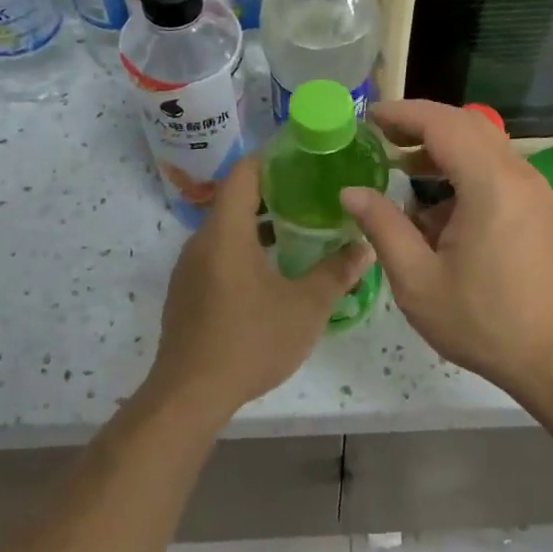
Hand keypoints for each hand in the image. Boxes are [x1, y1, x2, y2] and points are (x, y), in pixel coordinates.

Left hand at [145, 152, 374, 419]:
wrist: (190, 395)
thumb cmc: (250, 341)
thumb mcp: (305, 307)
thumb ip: (337, 273)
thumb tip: (366, 248)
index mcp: (226, 232)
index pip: (245, 173)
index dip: (273, 158)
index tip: (304, 156)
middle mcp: (201, 242)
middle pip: (236, 199)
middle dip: (274, 192)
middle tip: (314, 194)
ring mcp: (189, 269)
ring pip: (226, 230)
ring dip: (259, 224)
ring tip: (299, 229)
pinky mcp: (186, 293)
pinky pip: (217, 254)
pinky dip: (244, 248)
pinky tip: (271, 270)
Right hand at [340, 100, 552, 402]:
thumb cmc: (484, 322)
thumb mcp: (419, 281)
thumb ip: (383, 228)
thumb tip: (352, 192)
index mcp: (490, 184)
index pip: (443, 123)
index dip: (402, 114)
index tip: (368, 118)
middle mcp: (519, 175)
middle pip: (467, 125)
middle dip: (421, 124)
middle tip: (381, 137)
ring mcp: (535, 190)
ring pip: (485, 146)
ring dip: (444, 148)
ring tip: (402, 168)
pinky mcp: (540, 208)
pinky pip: (498, 170)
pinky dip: (465, 170)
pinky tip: (438, 207)